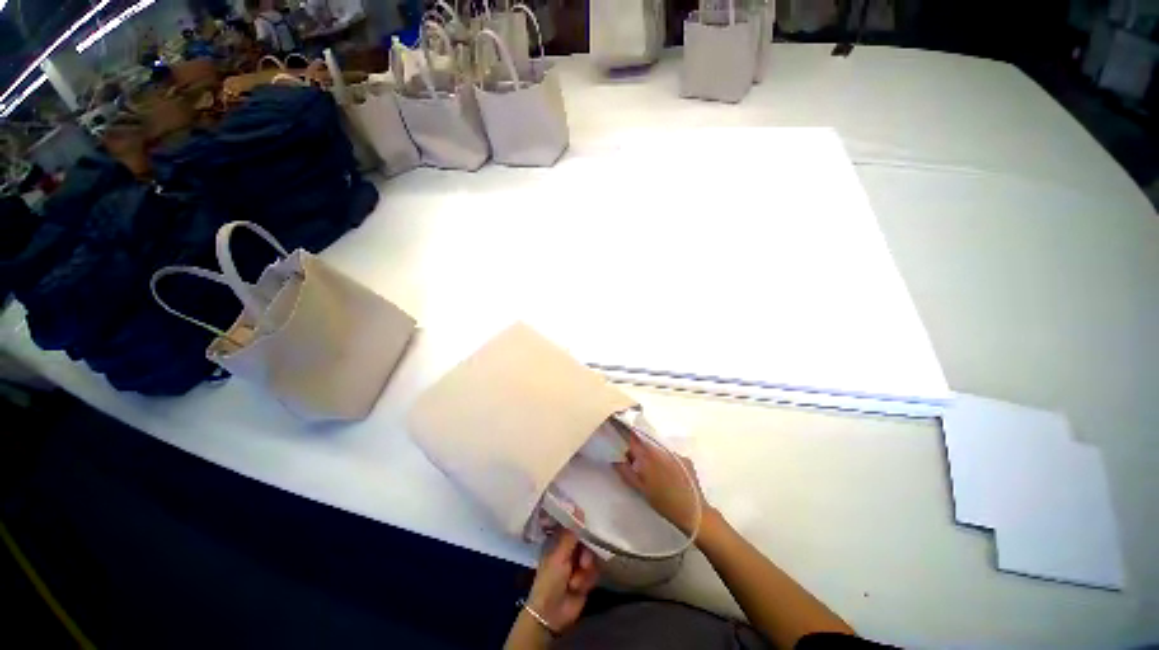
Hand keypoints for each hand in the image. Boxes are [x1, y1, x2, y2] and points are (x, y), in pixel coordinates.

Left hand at [526, 528, 599, 633]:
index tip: (588, 525)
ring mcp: (578, 563)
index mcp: (559, 541)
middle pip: (586, 541)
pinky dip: (588, 579)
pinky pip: (595, 571)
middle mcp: (569, 550)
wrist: (552, 614)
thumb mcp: (559, 555)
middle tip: (583, 562)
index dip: (581, 525)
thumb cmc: (550, 580)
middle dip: (586, 553)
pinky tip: (579, 588)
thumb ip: (570, 534)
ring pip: (592, 556)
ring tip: (576, 581)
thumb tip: (577, 508)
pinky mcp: (586, 577)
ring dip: (586, 570)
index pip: (573, 526)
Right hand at [614, 430, 707, 536]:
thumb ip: (626, 472)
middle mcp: (663, 450)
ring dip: (652, 457)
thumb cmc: (664, 503)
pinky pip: (670, 456)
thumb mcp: (641, 489)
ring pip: (658, 451)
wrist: (695, 513)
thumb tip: (615, 460)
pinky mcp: (686, 460)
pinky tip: (666, 475)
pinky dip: (665, 462)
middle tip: (635, 466)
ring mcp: (676, 454)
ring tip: (652, 473)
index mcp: (650, 456)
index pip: (634, 440)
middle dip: (639, 452)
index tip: (622, 450)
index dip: (627, 443)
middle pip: (646, 445)